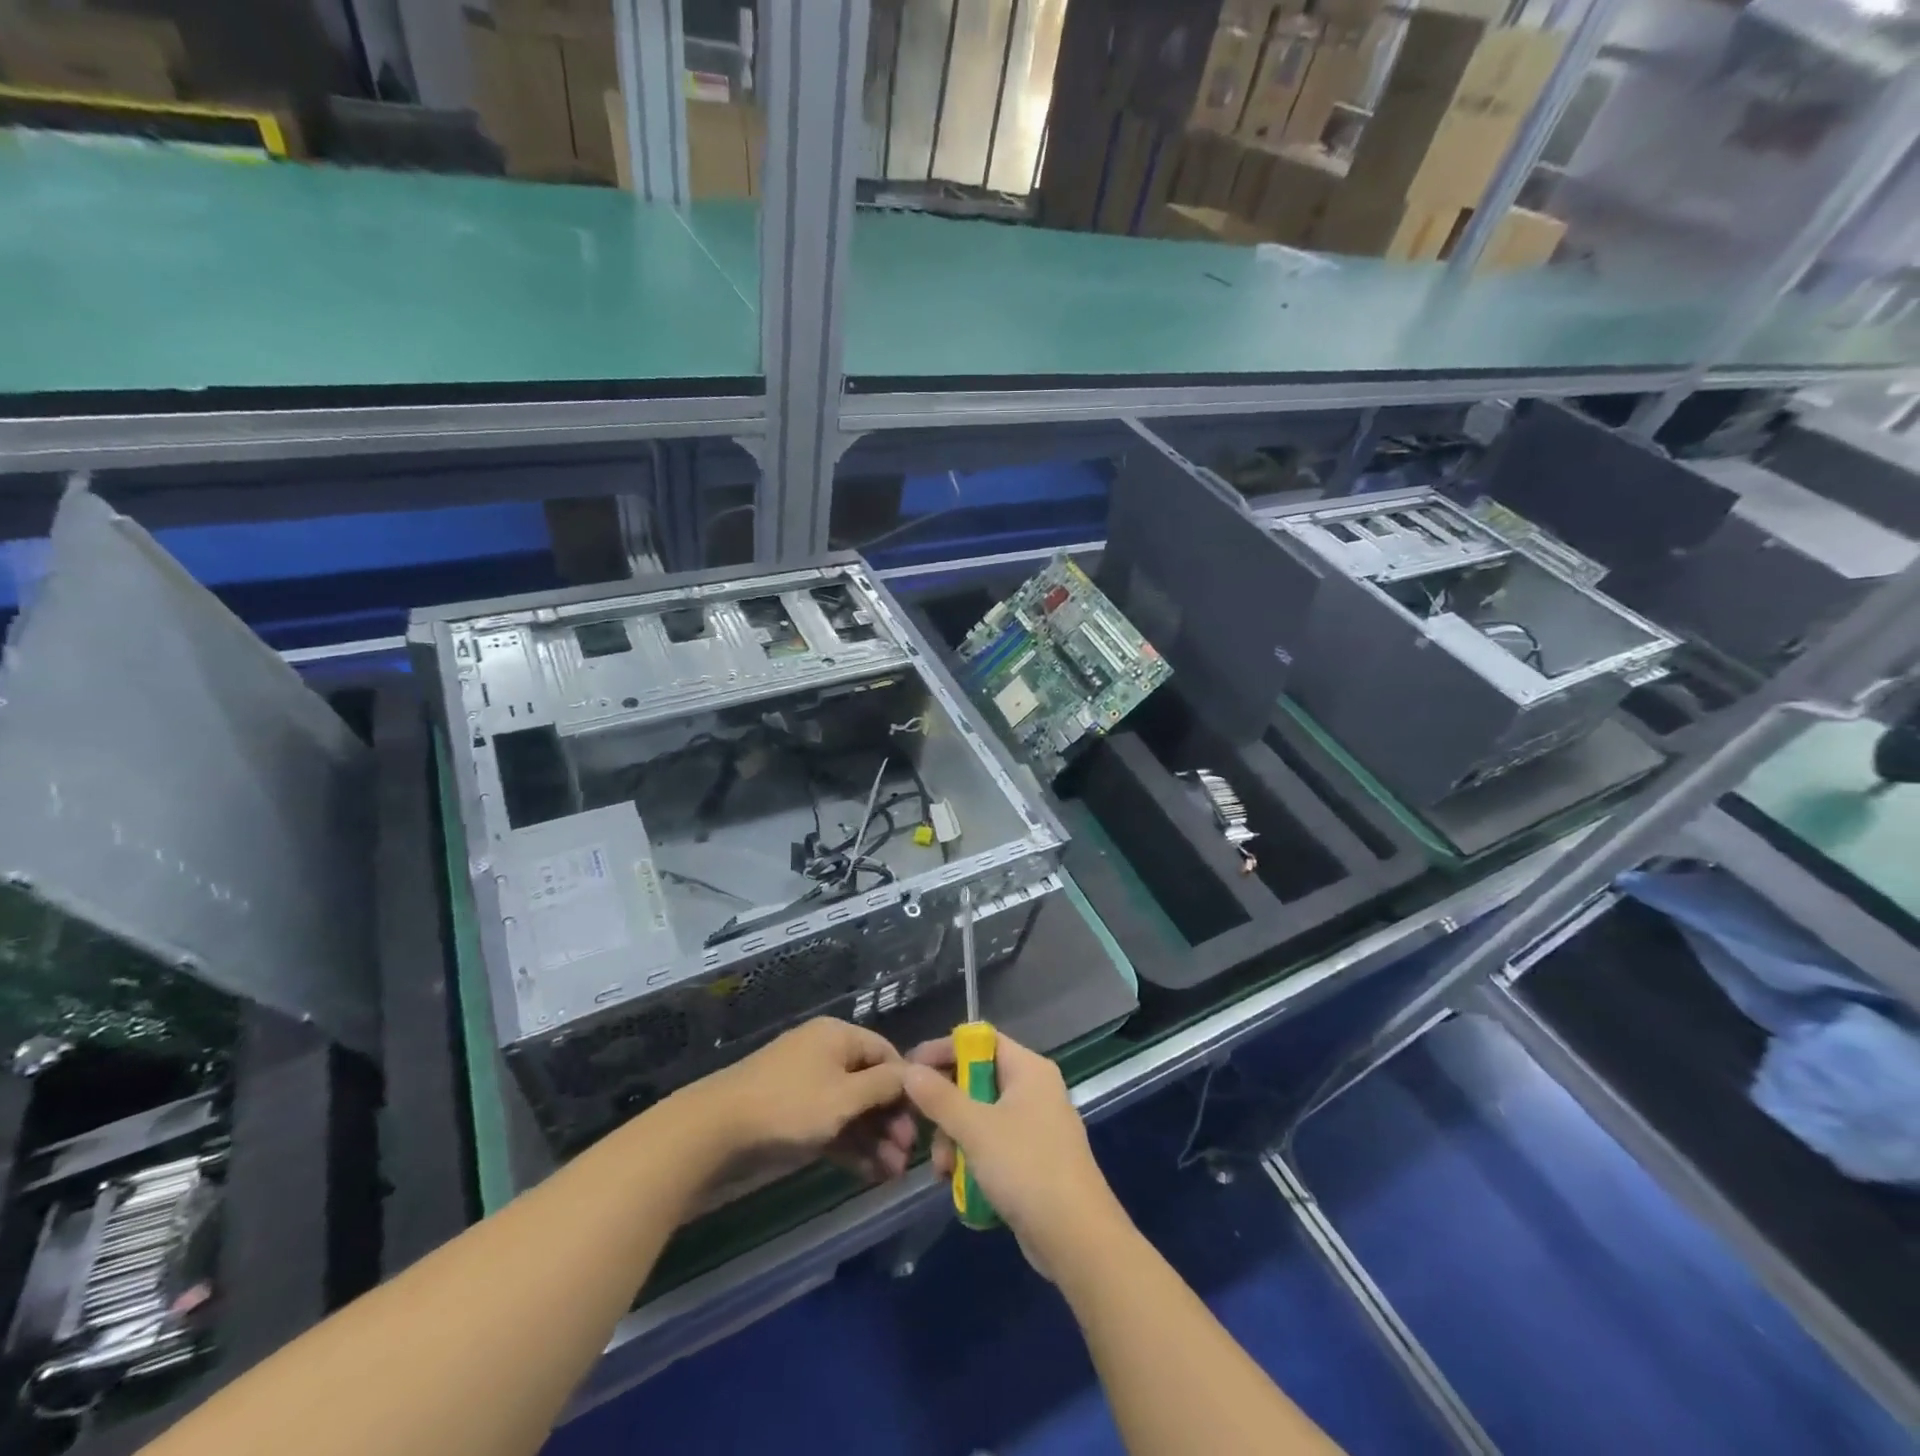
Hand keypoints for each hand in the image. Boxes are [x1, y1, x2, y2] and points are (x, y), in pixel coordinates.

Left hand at [678, 1019, 916, 1182]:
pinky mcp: (792, 1116)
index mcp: (838, 1037)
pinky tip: (870, 1174)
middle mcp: (824, 1055)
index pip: (885, 1053)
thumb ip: (883, 1086)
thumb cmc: (789, 1105)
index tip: (922, 1121)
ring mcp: (806, 1086)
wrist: (715, 1132)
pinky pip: (831, 1126)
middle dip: (891, 1120)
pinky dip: (850, 1147)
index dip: (906, 1086)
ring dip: (874, 1140)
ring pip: (851, 1110)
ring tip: (892, 1175)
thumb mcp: (845, 1096)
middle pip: (869, 1084)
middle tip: (906, 1157)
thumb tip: (913, 1075)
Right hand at [902, 1033, 1125, 1272]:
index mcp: (1028, 1068)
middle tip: (924, 1132)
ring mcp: (1036, 1125)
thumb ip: (939, 1098)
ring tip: (942, 1171)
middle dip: (946, 1108)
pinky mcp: (1034, 1159)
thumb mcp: (975, 1129)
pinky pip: (993, 1145)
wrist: (1077, 1239)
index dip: (943, 1050)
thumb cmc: (1026, 1168)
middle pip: (976, 1079)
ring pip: (981, 1117)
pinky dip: (973, 1159)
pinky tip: (958, 1184)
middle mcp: (1034, 1089)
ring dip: (955, 1140)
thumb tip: (909, 1070)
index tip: (910, 1070)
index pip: (979, 1040)